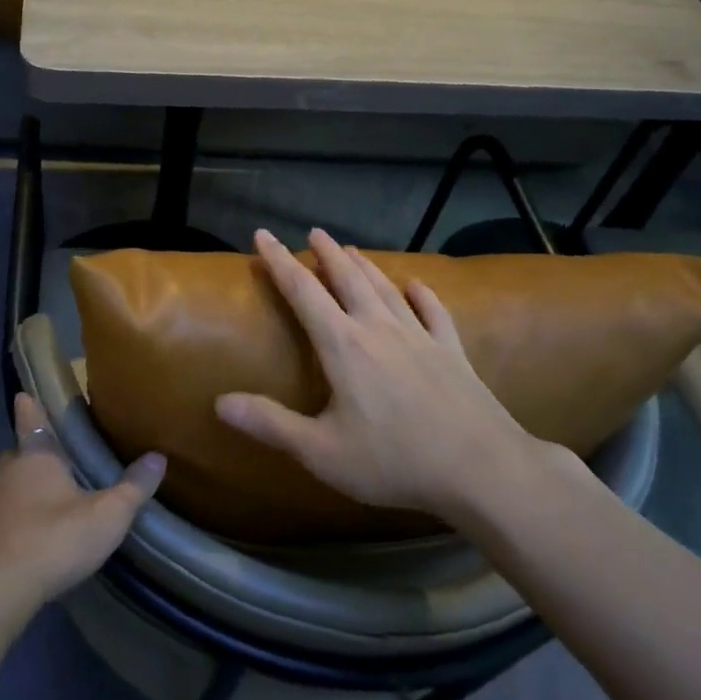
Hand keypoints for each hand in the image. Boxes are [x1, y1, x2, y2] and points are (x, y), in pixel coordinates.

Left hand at [0, 395, 165, 616]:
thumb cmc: (50, 541)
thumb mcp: (105, 517)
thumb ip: (132, 488)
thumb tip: (159, 457)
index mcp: (35, 459)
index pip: (32, 421)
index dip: (31, 408)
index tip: (24, 396)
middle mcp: (2, 475)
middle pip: (16, 458)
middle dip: (31, 460)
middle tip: (52, 468)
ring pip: (1, 493)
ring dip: (16, 498)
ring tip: (39, 513)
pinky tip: (12, 553)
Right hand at [216, 228, 573, 527]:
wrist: (481, 467)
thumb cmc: (394, 460)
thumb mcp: (321, 452)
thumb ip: (270, 424)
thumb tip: (219, 402)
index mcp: (343, 346)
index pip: (302, 292)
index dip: (279, 262)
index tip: (263, 235)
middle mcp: (379, 329)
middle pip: (348, 279)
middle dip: (327, 253)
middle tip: (314, 232)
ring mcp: (420, 337)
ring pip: (386, 288)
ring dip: (366, 266)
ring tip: (353, 248)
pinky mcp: (452, 352)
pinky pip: (434, 312)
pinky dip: (423, 294)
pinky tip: (418, 284)